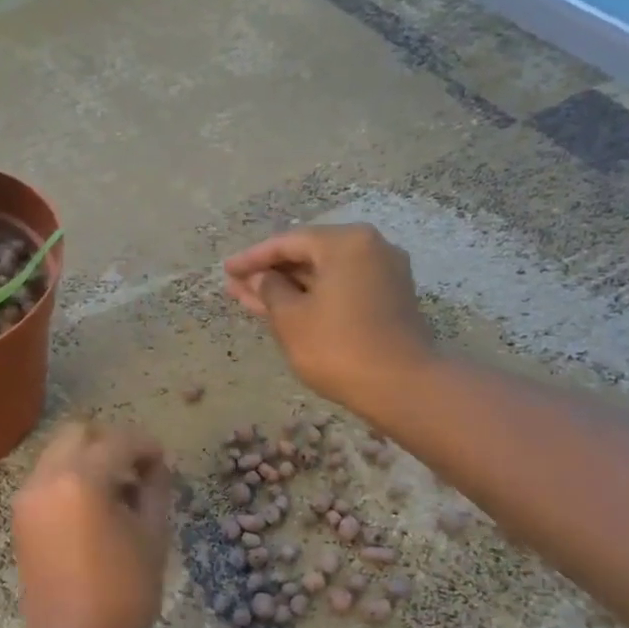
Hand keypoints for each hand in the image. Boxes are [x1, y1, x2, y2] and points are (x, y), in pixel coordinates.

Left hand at [12, 421, 173, 627]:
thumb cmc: (124, 594)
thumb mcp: (152, 535)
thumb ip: (155, 488)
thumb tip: (154, 465)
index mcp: (80, 479)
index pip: (118, 441)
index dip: (145, 446)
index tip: (162, 462)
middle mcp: (46, 478)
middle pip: (78, 433)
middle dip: (110, 442)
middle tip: (137, 470)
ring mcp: (27, 497)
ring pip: (58, 452)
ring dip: (88, 458)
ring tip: (117, 491)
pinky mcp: (20, 516)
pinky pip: (47, 477)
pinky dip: (70, 477)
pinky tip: (94, 507)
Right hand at [223, 224, 433, 410]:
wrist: (402, 386)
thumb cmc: (338, 346)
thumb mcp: (291, 318)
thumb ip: (269, 290)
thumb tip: (260, 278)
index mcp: (346, 242)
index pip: (288, 242)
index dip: (253, 258)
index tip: (226, 270)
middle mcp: (371, 248)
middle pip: (309, 255)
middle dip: (270, 272)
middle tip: (235, 285)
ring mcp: (385, 273)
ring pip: (324, 274)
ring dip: (288, 287)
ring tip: (250, 299)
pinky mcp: (390, 299)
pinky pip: (342, 288)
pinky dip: (313, 297)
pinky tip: (285, 309)